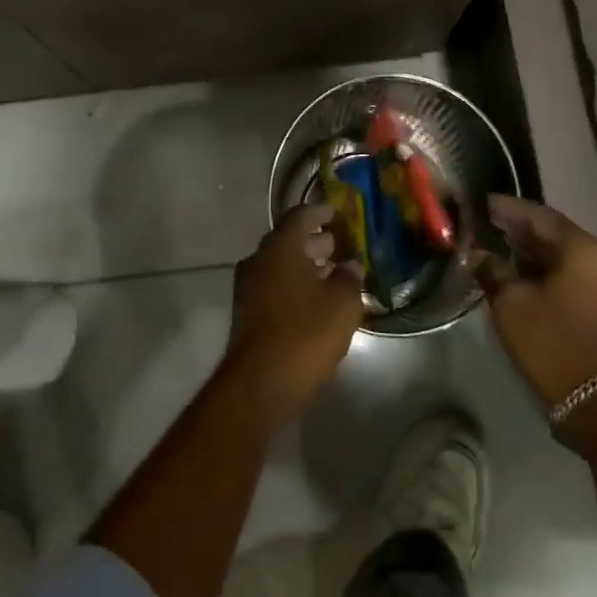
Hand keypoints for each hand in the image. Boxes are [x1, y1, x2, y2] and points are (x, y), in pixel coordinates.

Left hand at [225, 204, 365, 418]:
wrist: (258, 385)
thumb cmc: (304, 333)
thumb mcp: (342, 304)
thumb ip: (349, 278)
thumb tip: (350, 266)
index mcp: (280, 247)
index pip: (300, 216)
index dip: (320, 211)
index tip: (336, 212)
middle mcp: (259, 260)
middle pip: (288, 241)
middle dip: (314, 241)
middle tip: (339, 245)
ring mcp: (248, 288)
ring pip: (280, 266)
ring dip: (304, 266)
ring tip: (332, 274)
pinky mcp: (247, 314)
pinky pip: (274, 287)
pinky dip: (294, 286)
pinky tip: (314, 301)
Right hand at [471, 194, 596, 419]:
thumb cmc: (554, 344)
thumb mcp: (511, 304)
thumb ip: (492, 270)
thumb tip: (478, 254)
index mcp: (582, 247)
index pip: (538, 215)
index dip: (507, 208)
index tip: (482, 203)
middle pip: (554, 233)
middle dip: (520, 229)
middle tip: (488, 224)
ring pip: (564, 255)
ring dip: (533, 251)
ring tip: (500, 248)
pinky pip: (574, 275)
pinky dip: (548, 270)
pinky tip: (522, 275)